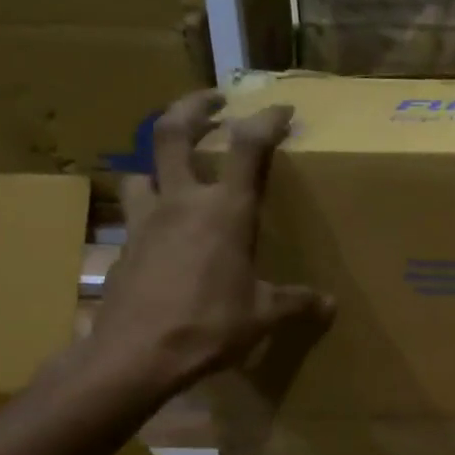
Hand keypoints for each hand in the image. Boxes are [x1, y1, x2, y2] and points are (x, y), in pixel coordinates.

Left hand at [86, 91, 330, 406]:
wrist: (135, 355)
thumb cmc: (208, 326)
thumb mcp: (262, 315)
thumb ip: (296, 302)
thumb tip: (329, 305)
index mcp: (224, 211)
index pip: (248, 147)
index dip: (266, 120)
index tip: (282, 110)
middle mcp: (182, 202)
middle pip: (172, 131)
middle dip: (193, 106)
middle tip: (213, 99)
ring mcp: (145, 221)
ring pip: (141, 170)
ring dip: (158, 161)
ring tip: (176, 169)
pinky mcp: (124, 246)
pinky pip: (134, 213)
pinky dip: (149, 208)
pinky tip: (162, 232)